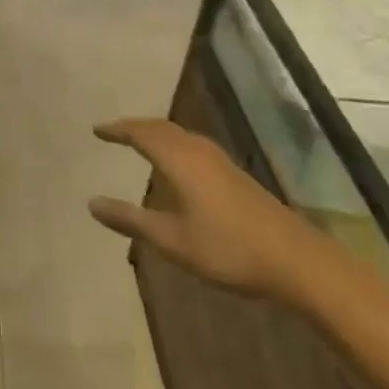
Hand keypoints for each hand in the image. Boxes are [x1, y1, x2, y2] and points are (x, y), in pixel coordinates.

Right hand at [87, 118, 319, 304]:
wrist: (296, 260)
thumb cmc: (228, 248)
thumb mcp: (172, 240)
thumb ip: (131, 220)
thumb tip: (91, 203)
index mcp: (180, 160)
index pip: (141, 133)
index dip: (117, 130)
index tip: (96, 130)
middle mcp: (198, 151)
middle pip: (160, 128)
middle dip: (135, 127)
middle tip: (113, 131)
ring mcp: (220, 161)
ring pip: (179, 135)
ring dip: (155, 134)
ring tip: (138, 141)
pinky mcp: (234, 174)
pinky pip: (192, 145)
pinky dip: (173, 144)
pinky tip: (176, 164)